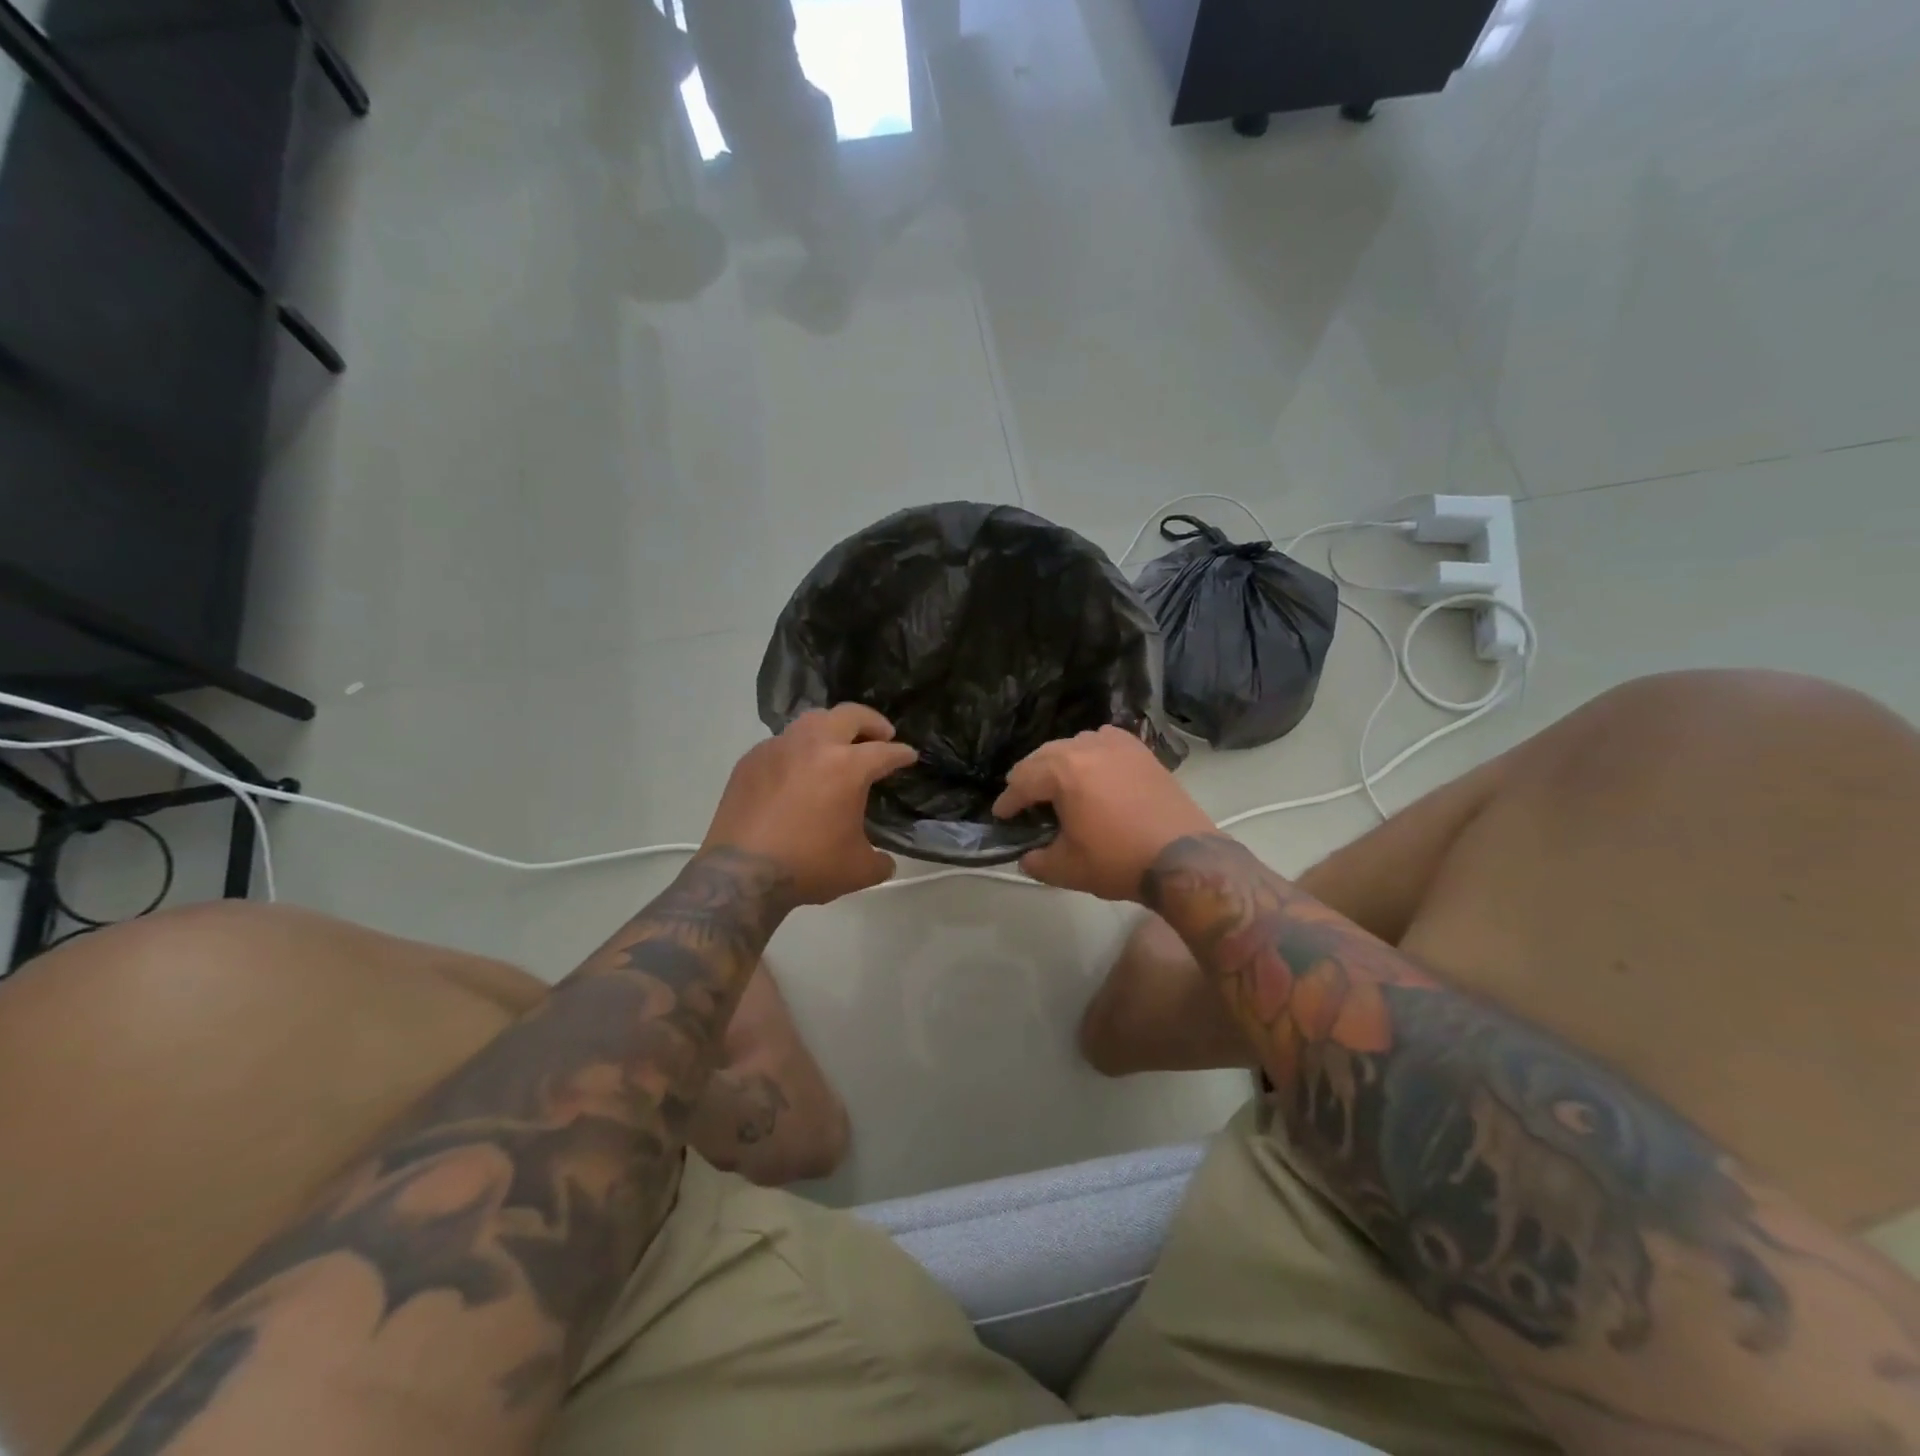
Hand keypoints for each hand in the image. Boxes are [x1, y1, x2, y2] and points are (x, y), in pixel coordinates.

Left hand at [704, 705, 917, 903]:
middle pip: (850, 715)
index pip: (885, 752)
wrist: (741, 874)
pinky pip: (781, 742)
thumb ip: (879, 859)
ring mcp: (779, 748)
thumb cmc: (808, 867)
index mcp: (848, 767)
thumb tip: (884, 860)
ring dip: (832, 727)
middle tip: (881, 734)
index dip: (902, 754)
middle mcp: (814, 746)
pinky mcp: (751, 760)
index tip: (909, 756)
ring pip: (812, 720)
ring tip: (838, 743)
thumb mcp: (858, 870)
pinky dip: (798, 748)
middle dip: (872, 722)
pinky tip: (798, 768)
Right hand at [992, 726, 1215, 901]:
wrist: (1183, 857)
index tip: (1001, 816)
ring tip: (1056, 786)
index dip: (1007, 802)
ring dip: (1057, 763)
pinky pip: (1102, 740)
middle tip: (1023, 801)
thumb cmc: (1119, 860)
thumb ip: (1036, 860)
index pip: (1021, 781)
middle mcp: (1085, 746)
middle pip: (1043, 756)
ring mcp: (1116, 743)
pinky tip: (1092, 769)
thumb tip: (1027, 855)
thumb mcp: (1067, 869)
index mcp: (1062, 771)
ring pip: (1072, 745)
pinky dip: (1089, 752)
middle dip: (1028, 778)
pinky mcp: (1139, 749)